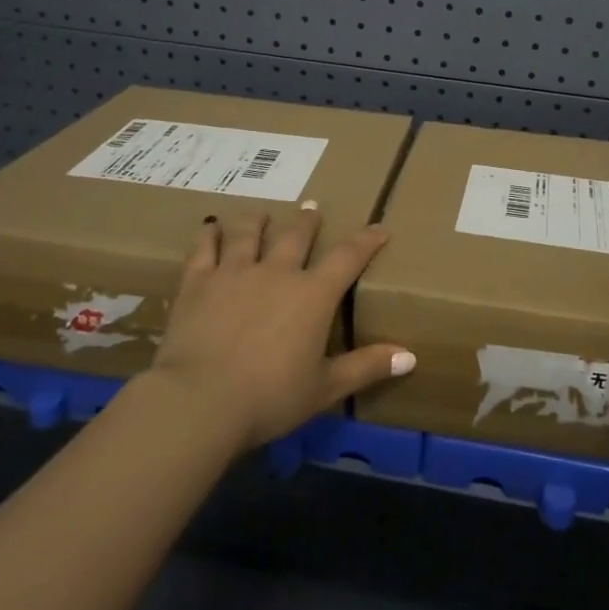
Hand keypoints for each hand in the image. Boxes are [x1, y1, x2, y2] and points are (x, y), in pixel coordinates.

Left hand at [147, 206, 414, 452]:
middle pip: (296, 236)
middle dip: (307, 221)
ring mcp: (235, 272)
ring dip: (258, 221)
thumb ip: (366, 366)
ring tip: (262, 213)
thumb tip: (410, 356)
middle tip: (312, 208)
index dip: (366, 241)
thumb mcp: (324, 388)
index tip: (378, 229)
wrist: (201, 401)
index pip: (348, 258)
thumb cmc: (270, 398)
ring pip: (249, 234)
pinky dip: (209, 235)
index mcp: (313, 295)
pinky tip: (210, 227)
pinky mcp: (198, 282)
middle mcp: (277, 272)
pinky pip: (205, 249)